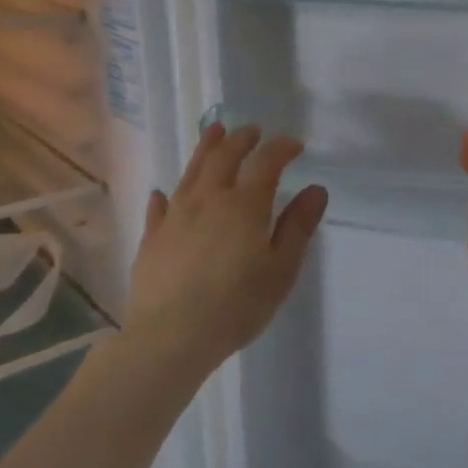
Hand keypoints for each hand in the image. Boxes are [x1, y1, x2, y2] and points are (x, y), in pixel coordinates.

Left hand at [126, 124, 327, 375]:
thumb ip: (298, 227)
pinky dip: (166, 194)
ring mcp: (175, 216)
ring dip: (206, 149)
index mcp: (245, 204)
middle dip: (242, 139)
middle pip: (225, 157)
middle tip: (253, 131)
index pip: (267, 162)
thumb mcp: (281, 269)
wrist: (172, 336)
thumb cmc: (237, 304)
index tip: (295, 145)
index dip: (282, 148)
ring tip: (215, 132)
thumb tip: (316, 189)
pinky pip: (159, 206)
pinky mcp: (152, 238)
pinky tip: (164, 192)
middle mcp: (208, 199)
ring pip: (192, 171)